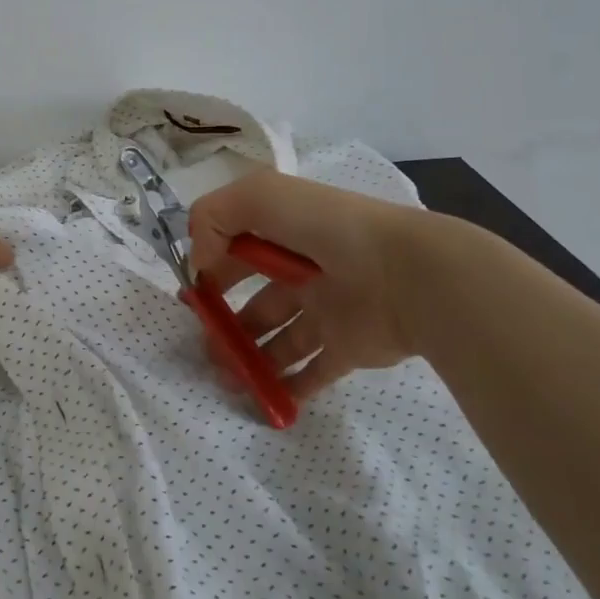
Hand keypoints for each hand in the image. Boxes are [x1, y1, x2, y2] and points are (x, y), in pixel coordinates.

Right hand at [187, 170, 430, 398]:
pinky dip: (287, 388)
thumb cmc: (328, 228)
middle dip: (224, 324)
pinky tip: (262, 400)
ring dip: (247, 359)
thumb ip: (213, 218)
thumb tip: (200, 265)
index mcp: (285, 233)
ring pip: (277, 340)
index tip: (193, 296)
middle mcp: (304, 271)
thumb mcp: (258, 198)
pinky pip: (312, 373)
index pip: (237, 251)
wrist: (406, 274)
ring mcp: (326, 311)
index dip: (211, 271)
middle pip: (255, 302)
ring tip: (225, 378)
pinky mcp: (347, 347)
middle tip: (204, 346)